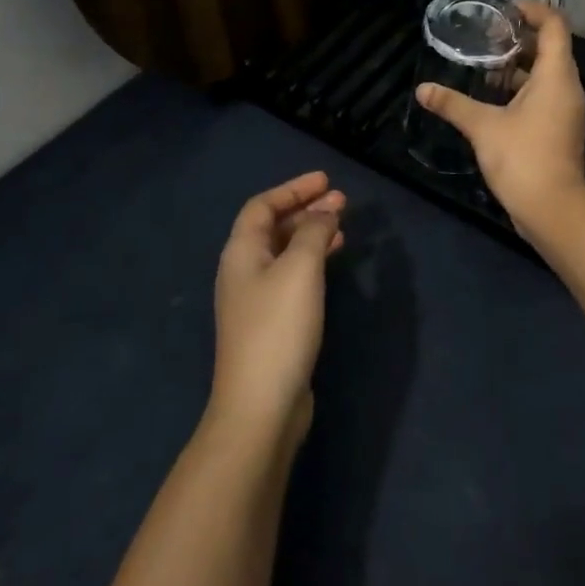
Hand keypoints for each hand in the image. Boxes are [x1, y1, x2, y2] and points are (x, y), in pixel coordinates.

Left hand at [210, 172, 345, 448]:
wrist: (261, 405)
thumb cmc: (278, 328)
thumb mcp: (300, 269)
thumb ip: (312, 232)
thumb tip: (324, 212)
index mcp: (241, 253)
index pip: (262, 206)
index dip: (293, 189)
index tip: (326, 180)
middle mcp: (243, 272)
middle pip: (272, 228)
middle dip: (306, 210)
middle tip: (342, 201)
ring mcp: (256, 300)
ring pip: (285, 253)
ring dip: (311, 235)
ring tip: (343, 227)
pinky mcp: (271, 324)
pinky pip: (292, 277)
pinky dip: (312, 261)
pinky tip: (332, 265)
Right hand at [416, 2, 584, 238]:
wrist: (553, 208)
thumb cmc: (522, 158)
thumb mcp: (483, 127)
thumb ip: (453, 104)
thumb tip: (422, 89)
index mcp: (556, 76)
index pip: (555, 26)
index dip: (534, 11)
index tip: (505, 10)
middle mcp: (567, 87)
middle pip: (552, 48)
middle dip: (521, 38)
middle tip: (488, 35)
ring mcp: (566, 110)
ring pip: (547, 74)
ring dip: (520, 66)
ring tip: (486, 63)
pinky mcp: (560, 128)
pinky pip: (545, 95)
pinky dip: (524, 88)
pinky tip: (494, 97)